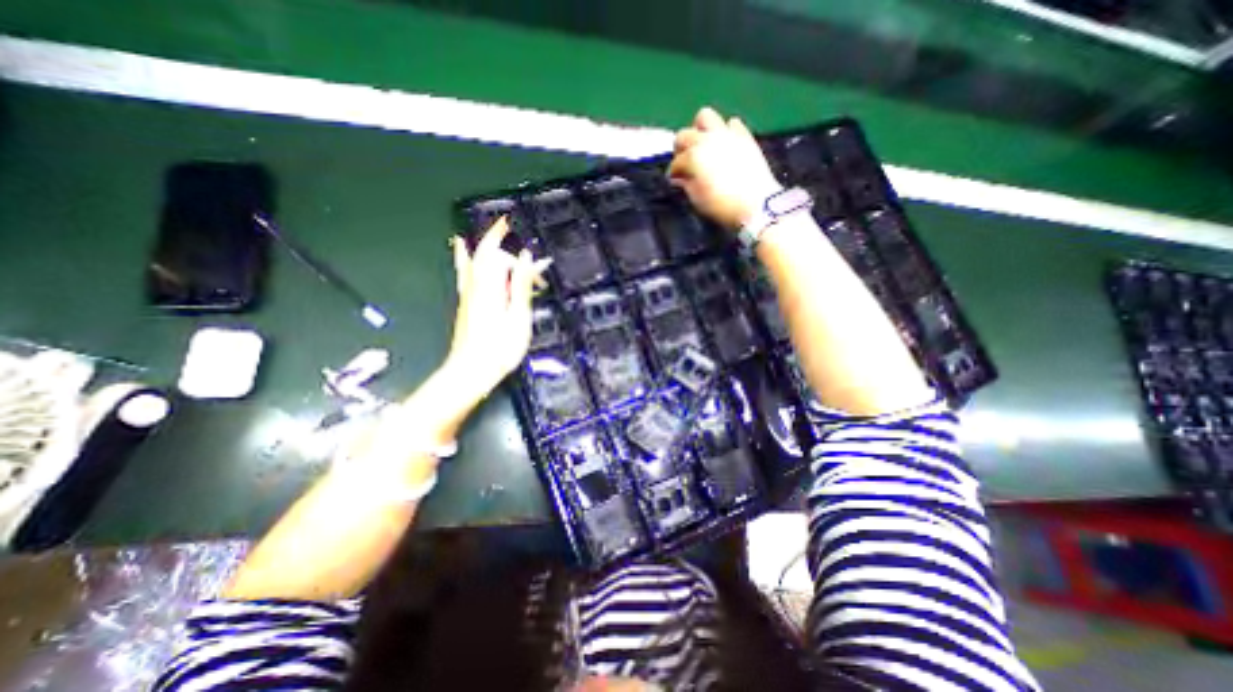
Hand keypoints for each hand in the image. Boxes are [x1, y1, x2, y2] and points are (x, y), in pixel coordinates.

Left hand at [438, 219, 542, 405]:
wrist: (471, 371)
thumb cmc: (499, 348)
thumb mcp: (518, 317)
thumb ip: (520, 285)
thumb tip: (526, 257)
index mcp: (491, 286)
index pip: (505, 260)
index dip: (523, 262)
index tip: (539, 270)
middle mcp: (476, 284)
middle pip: (488, 255)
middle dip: (505, 244)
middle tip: (519, 241)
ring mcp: (468, 292)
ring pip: (476, 259)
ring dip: (489, 244)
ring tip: (497, 227)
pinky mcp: (466, 302)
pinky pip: (465, 271)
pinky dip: (465, 256)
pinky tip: (460, 247)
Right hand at [664, 104, 776, 230]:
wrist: (756, 205)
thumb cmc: (721, 206)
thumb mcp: (697, 199)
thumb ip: (685, 185)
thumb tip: (679, 178)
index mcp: (692, 157)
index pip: (675, 162)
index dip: (673, 173)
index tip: (675, 181)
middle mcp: (706, 140)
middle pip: (684, 135)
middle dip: (680, 148)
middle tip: (684, 162)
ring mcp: (726, 134)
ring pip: (705, 116)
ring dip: (700, 130)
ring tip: (702, 145)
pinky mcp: (744, 135)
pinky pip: (731, 123)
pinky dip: (725, 131)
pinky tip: (725, 145)